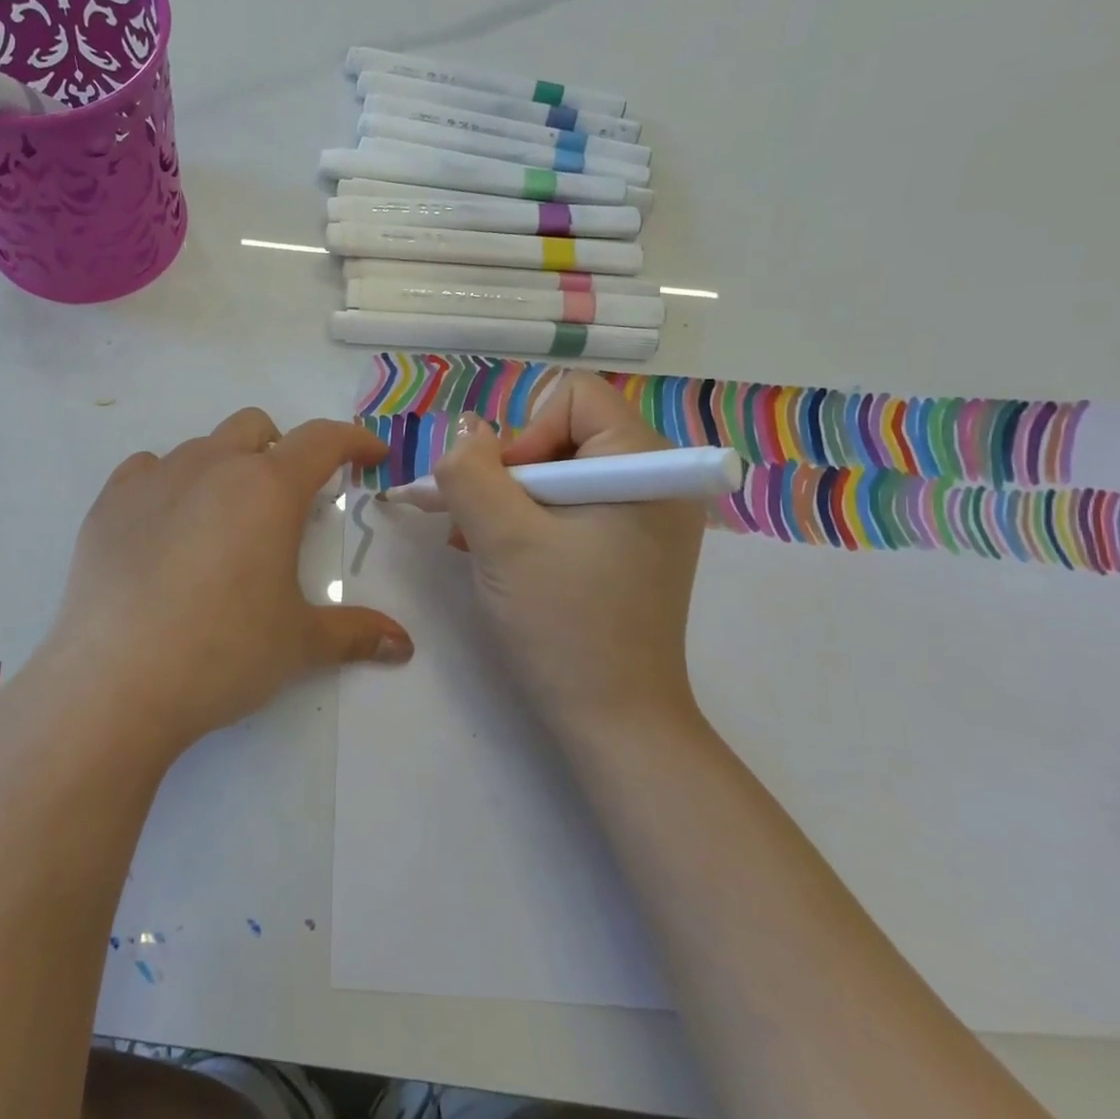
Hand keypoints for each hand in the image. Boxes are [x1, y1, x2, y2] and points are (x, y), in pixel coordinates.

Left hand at [36, 408, 413, 757]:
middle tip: (286, 500)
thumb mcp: (299, 644)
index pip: (321, 440)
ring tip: (222, 525)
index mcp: (267, 488)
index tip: (369, 455)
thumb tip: (403, 645)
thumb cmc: (223, 653)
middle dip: (281, 449)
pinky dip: (168, 485)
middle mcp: (211, 466)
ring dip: (223, 469)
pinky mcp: (109, 503)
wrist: (115, 681)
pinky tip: (166, 529)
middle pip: (254, 427)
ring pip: (200, 447)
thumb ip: (355, 634)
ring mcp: (154, 479)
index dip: (354, 441)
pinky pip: (147, 470)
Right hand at [431, 373, 703, 735]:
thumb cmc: (563, 624)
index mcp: (646, 465)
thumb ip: (471, 471)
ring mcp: (643, 516)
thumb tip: (464, 432)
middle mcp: (655, 480)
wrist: (612, 720)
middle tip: (476, 522)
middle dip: (508, 472)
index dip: (524, 434)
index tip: (503, 494)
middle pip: (562, 433)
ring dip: (508, 499)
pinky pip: (566, 506)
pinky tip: (499, 554)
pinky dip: (526, 521)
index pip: (573, 399)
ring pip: (556, 472)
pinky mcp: (627, 546)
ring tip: (476, 541)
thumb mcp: (502, 538)